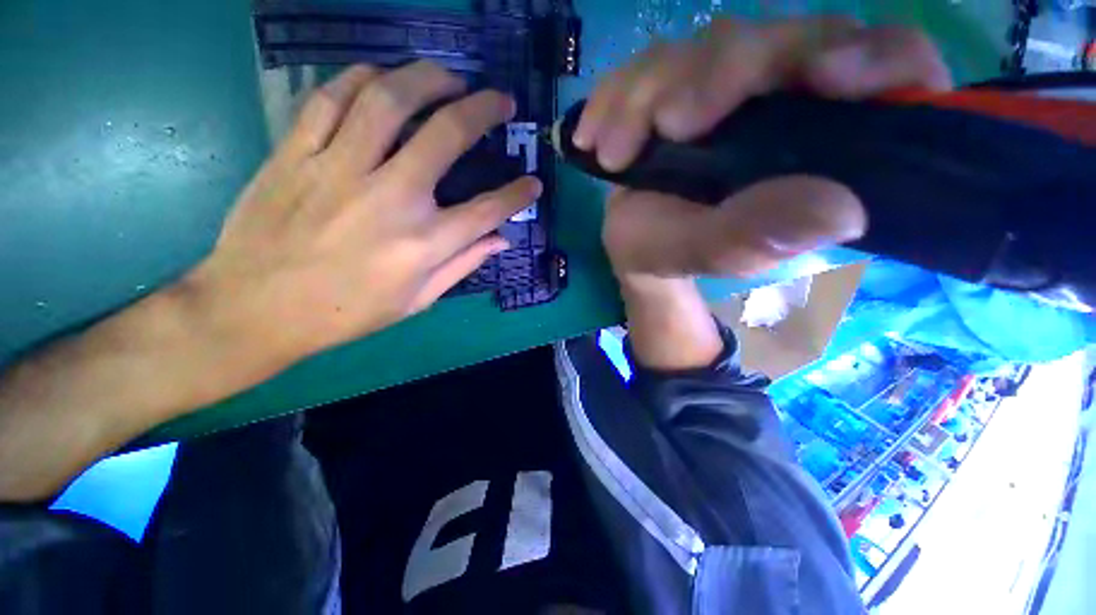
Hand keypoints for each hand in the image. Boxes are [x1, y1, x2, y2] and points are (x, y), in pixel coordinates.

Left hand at [185, 61, 539, 362]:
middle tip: (500, 99)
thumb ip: (463, 265)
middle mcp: (391, 199)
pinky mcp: (295, 153)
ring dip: (427, 79)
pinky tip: (382, 78)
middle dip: (483, 110)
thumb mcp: (417, 300)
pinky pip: (331, 98)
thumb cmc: (346, 312)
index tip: (533, 183)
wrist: (255, 309)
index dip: (518, 195)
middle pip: (446, 135)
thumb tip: (500, 240)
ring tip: (448, 78)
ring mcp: (339, 169)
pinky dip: (362, 79)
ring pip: (389, 100)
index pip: (488, 210)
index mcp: (423, 244)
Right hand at [580, 18, 950, 281]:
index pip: (889, 64)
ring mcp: (724, 83)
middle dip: (717, 74)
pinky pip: (645, 64)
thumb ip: (756, 237)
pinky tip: (592, 136)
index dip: (875, 55)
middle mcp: (782, 95)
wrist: (636, 244)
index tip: (825, 76)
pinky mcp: (674, 83)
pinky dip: (614, 95)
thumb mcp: (712, 254)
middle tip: (667, 127)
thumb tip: (839, 211)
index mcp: (821, 137)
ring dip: (647, 94)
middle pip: (779, 39)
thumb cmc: (677, 251)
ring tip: (613, 154)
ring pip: (702, 47)